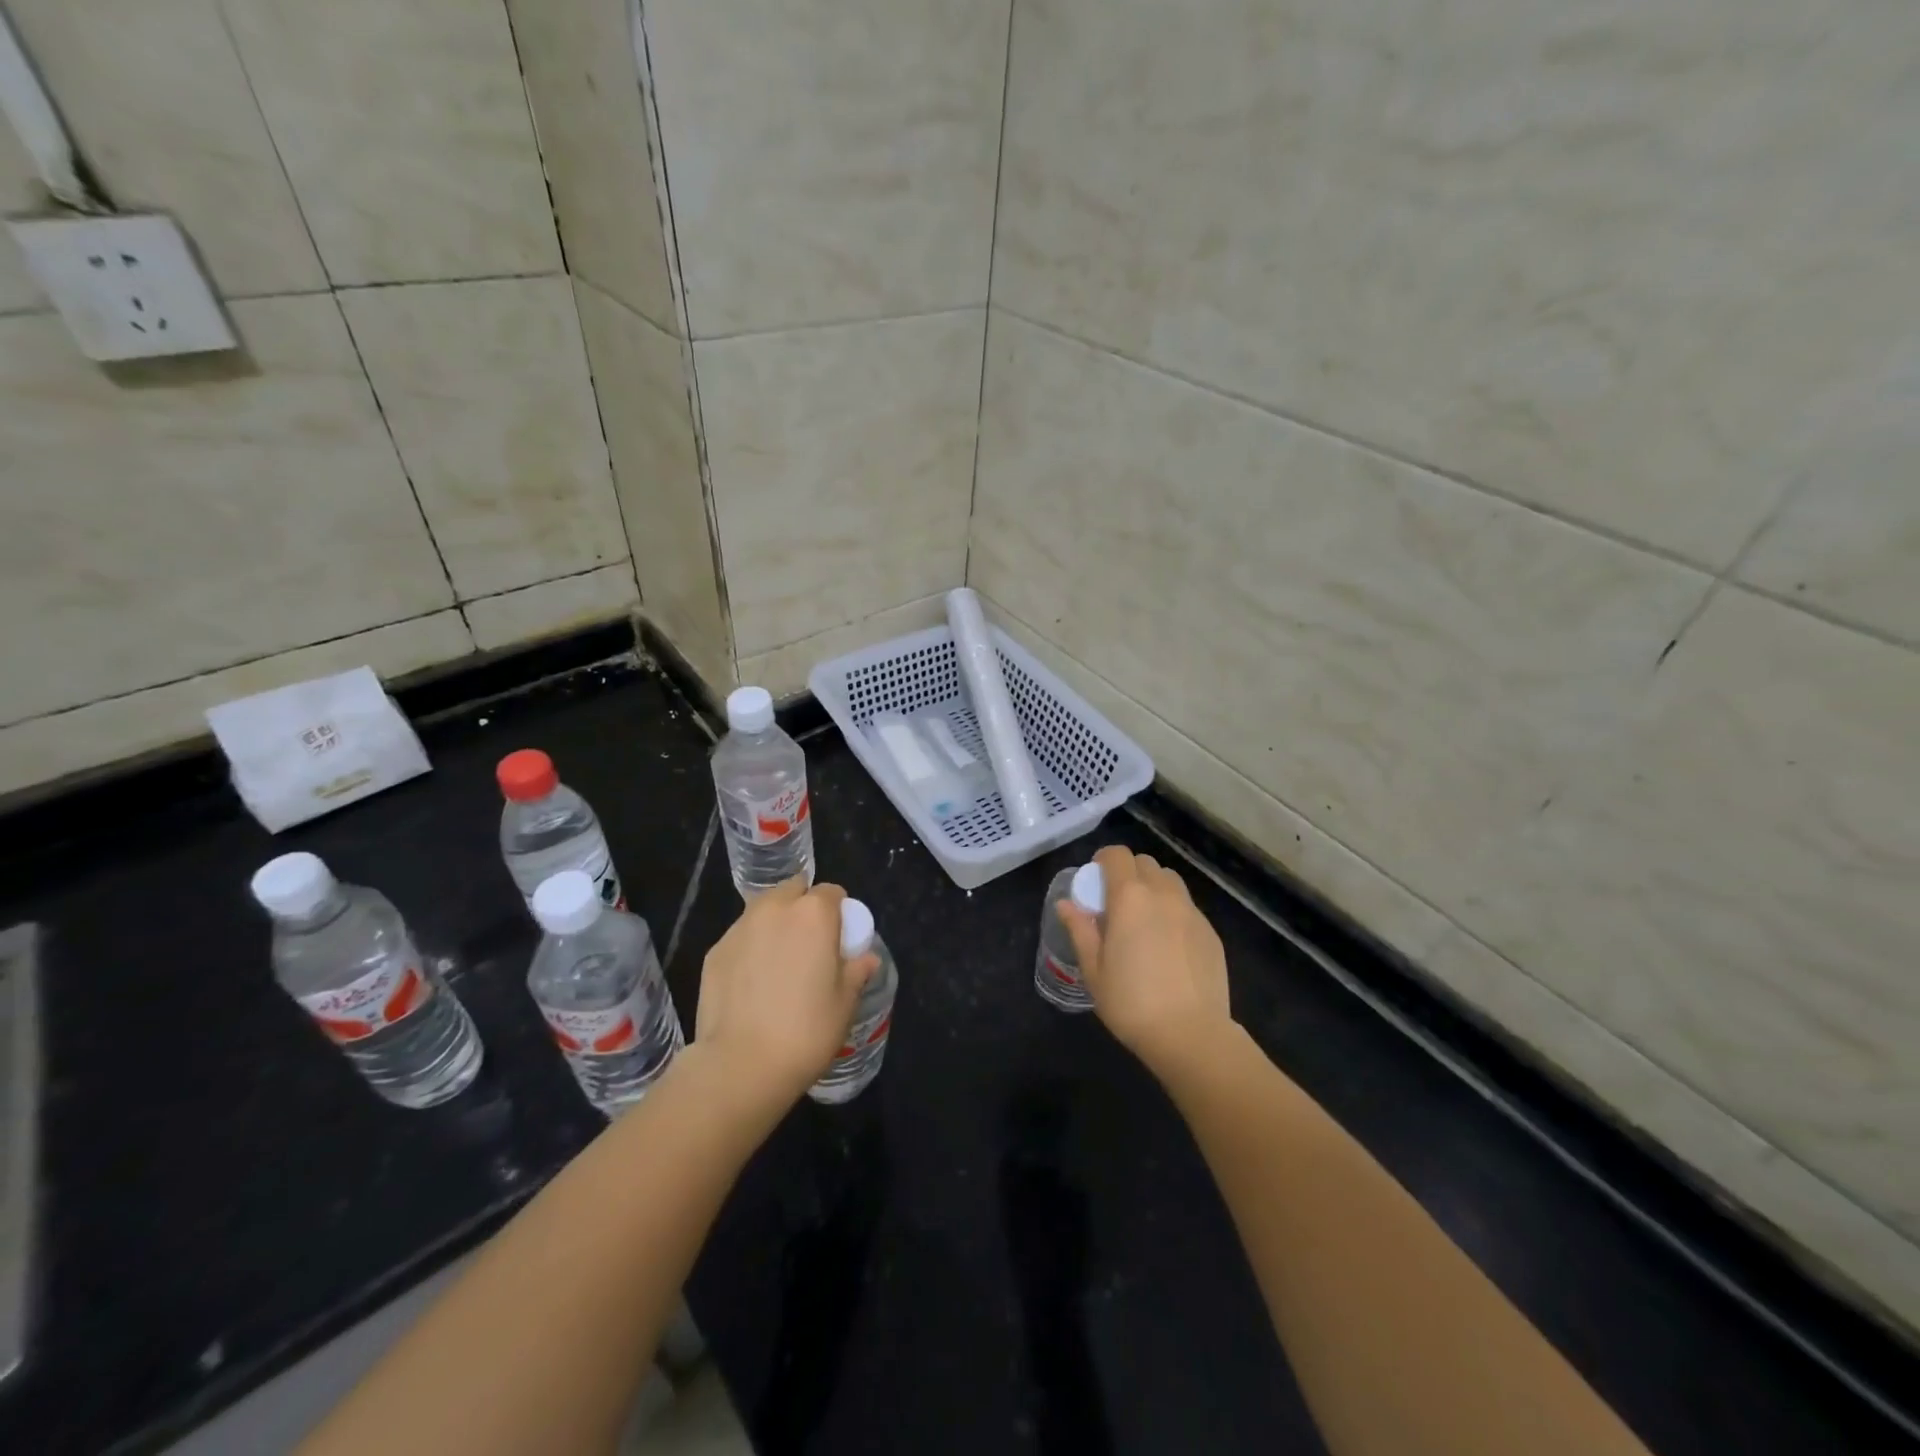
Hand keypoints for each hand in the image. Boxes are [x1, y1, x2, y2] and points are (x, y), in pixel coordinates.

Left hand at [693, 878, 877, 1106]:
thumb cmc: (805, 1031)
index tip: (839, 939)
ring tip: (778, 962)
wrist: (740, 1065)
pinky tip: (752, 983)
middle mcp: (775, 909)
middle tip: (809, 945)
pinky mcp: (714, 951)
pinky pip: (741, 937)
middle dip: (803, 906)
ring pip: (763, 910)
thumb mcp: (845, 1003)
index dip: (839, 912)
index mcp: (813, 914)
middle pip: (794, 890)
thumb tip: (866, 959)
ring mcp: (739, 928)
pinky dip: (750, 948)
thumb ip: (856, 972)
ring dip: (775, 923)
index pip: (832, 892)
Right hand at [1058, 845, 1231, 1077]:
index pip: (1117, 855)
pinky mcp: (1211, 932)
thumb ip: (1080, 930)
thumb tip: (1065, 904)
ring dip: (1153, 887)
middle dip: (1128, 872)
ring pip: (1170, 881)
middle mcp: (1163, 894)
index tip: (1095, 879)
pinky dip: (1173, 912)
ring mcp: (1191, 912)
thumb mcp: (1094, 970)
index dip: (1103, 860)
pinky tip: (1168, 945)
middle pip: (1145, 863)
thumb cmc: (1131, 1003)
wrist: (1191, 1034)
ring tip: (1145, 919)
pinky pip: (1187, 907)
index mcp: (1129, 898)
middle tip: (1117, 902)